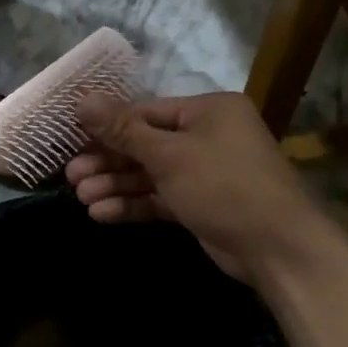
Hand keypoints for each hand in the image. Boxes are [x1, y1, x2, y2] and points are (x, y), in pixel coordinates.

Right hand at [65, 92, 322, 282]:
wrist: (277, 247)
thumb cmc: (223, 185)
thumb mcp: (169, 154)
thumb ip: (123, 129)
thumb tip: (82, 99)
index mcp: (208, 110)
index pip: (146, 111)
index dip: (107, 125)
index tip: (72, 138)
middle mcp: (208, 135)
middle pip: (145, 144)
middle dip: (108, 162)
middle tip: (71, 177)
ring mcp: (205, 172)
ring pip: (151, 174)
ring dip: (116, 185)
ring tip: (81, 198)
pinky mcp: (201, 204)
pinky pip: (161, 198)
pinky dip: (134, 204)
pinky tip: (102, 214)